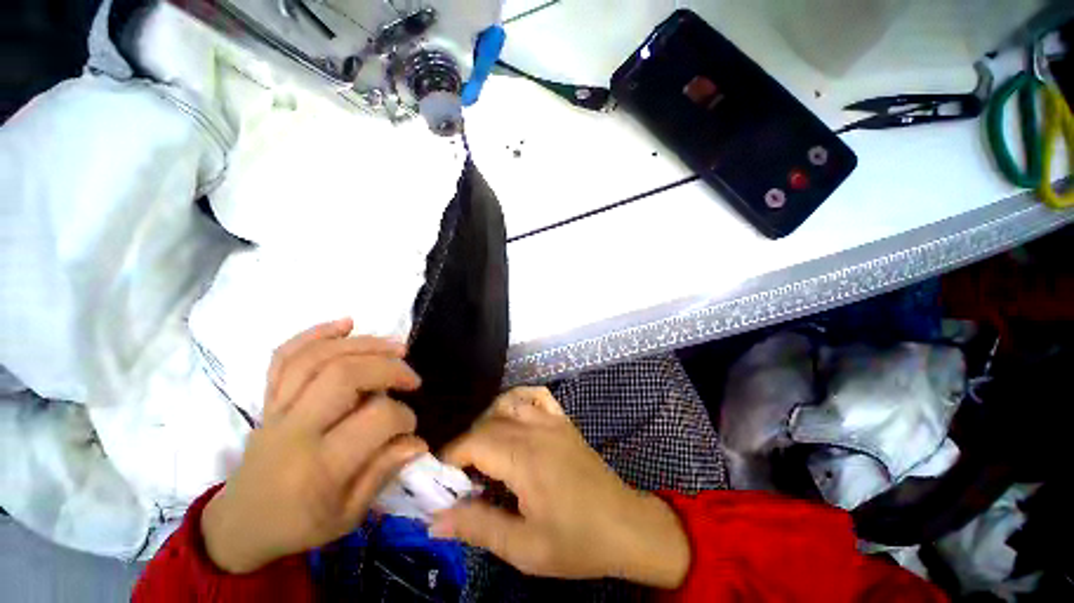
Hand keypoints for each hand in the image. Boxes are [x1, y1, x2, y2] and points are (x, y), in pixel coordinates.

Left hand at [202, 318, 426, 573]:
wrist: (240, 524)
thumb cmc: (299, 524)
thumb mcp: (348, 515)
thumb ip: (383, 473)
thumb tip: (417, 441)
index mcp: (319, 465)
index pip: (376, 420)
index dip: (404, 417)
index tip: (411, 426)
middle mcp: (295, 429)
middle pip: (344, 376)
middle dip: (389, 368)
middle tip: (411, 378)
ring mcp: (276, 409)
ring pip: (317, 358)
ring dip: (363, 344)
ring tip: (396, 346)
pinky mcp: (267, 399)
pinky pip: (284, 357)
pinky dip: (315, 334)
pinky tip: (345, 324)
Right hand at [431, 387, 690, 589]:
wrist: (624, 526)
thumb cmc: (576, 542)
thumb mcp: (524, 548)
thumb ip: (478, 527)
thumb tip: (435, 519)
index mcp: (525, 457)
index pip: (474, 442)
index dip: (451, 457)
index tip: (441, 480)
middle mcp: (536, 429)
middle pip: (487, 423)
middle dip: (466, 446)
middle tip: (460, 477)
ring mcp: (552, 420)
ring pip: (508, 403)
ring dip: (488, 422)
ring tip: (484, 453)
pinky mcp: (563, 421)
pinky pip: (536, 395)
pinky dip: (518, 399)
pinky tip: (513, 418)